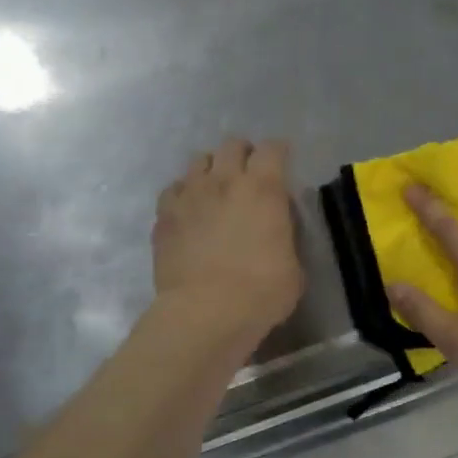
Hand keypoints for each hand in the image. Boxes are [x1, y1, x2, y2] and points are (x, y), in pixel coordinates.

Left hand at [153, 138, 303, 351]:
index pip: (272, 149)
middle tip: (248, 173)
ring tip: (216, 188)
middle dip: (243, 154)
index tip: (282, 162)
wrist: (205, 312)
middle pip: (232, 145)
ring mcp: (190, 195)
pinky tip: (189, 210)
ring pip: (198, 161)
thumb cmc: (260, 292)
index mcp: (263, 189)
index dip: (278, 152)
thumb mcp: (293, 266)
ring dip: (211, 169)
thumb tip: (277, 231)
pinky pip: (173, 189)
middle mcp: (224, 181)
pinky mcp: (164, 215)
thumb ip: (285, 238)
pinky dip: (184, 194)